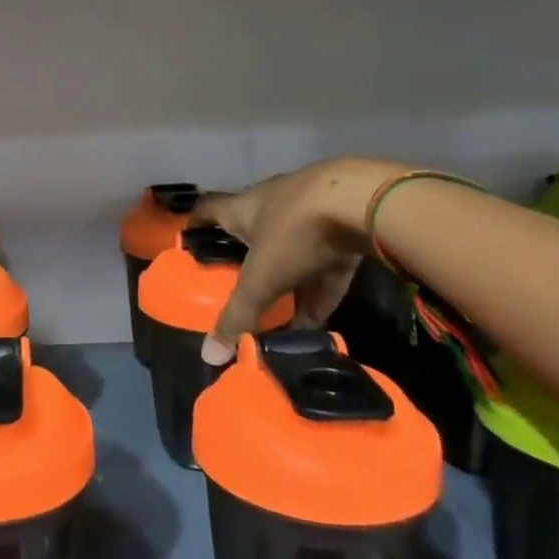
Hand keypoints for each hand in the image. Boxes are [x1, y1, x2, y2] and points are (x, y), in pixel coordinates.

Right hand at [192, 158, 407, 352]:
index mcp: (243, 207)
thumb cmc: (296, 231)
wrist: (369, 203)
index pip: (208, 210)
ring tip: (279, 315)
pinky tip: (320, 319)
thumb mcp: (262, 278)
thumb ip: (239, 315)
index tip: (189, 244)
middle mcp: (273, 203)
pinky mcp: (348, 225)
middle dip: (245, 260)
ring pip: (291, 249)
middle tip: (236, 288)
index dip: (196, 225)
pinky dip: (320, 288)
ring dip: (286, 279)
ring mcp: (313, 211)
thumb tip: (210, 355)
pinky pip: (326, 263)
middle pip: (251, 232)